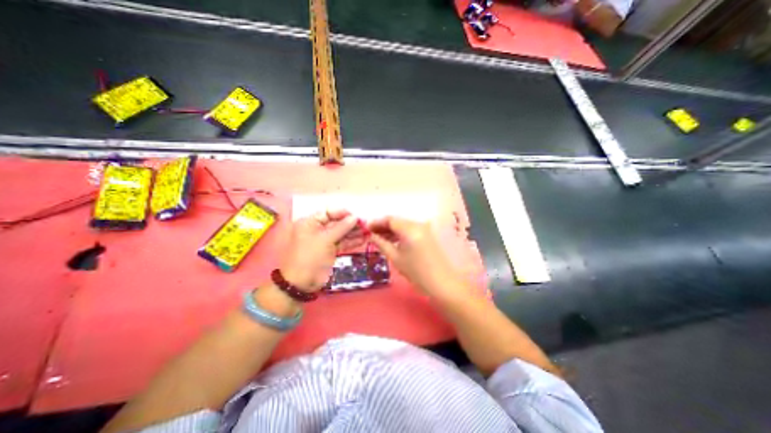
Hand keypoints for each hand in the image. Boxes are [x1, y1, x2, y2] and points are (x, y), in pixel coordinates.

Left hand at [282, 209, 363, 292]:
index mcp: (310, 223)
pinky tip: (363, 240)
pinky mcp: (330, 250)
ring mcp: (324, 241)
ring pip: (341, 233)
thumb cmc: (310, 257)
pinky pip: (342, 243)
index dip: (342, 213)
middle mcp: (317, 229)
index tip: (356, 216)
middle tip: (366, 224)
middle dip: (351, 224)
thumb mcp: (325, 240)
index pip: (328, 212)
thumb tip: (355, 217)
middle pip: (337, 223)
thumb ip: (341, 227)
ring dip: (354, 233)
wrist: (301, 283)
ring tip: (368, 232)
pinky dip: (352, 242)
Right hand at [371, 214, 459, 297]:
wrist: (440, 282)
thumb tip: (370, 235)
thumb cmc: (416, 272)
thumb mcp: (395, 257)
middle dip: (383, 226)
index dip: (376, 222)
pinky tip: (391, 240)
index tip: (366, 228)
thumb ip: (381, 243)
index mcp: (410, 229)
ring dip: (391, 230)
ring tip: (378, 238)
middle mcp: (418, 224)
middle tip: (370, 234)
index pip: (390, 219)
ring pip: (403, 225)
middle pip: (396, 221)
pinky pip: (409, 230)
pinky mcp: (427, 234)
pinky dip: (399, 233)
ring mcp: (424, 229)